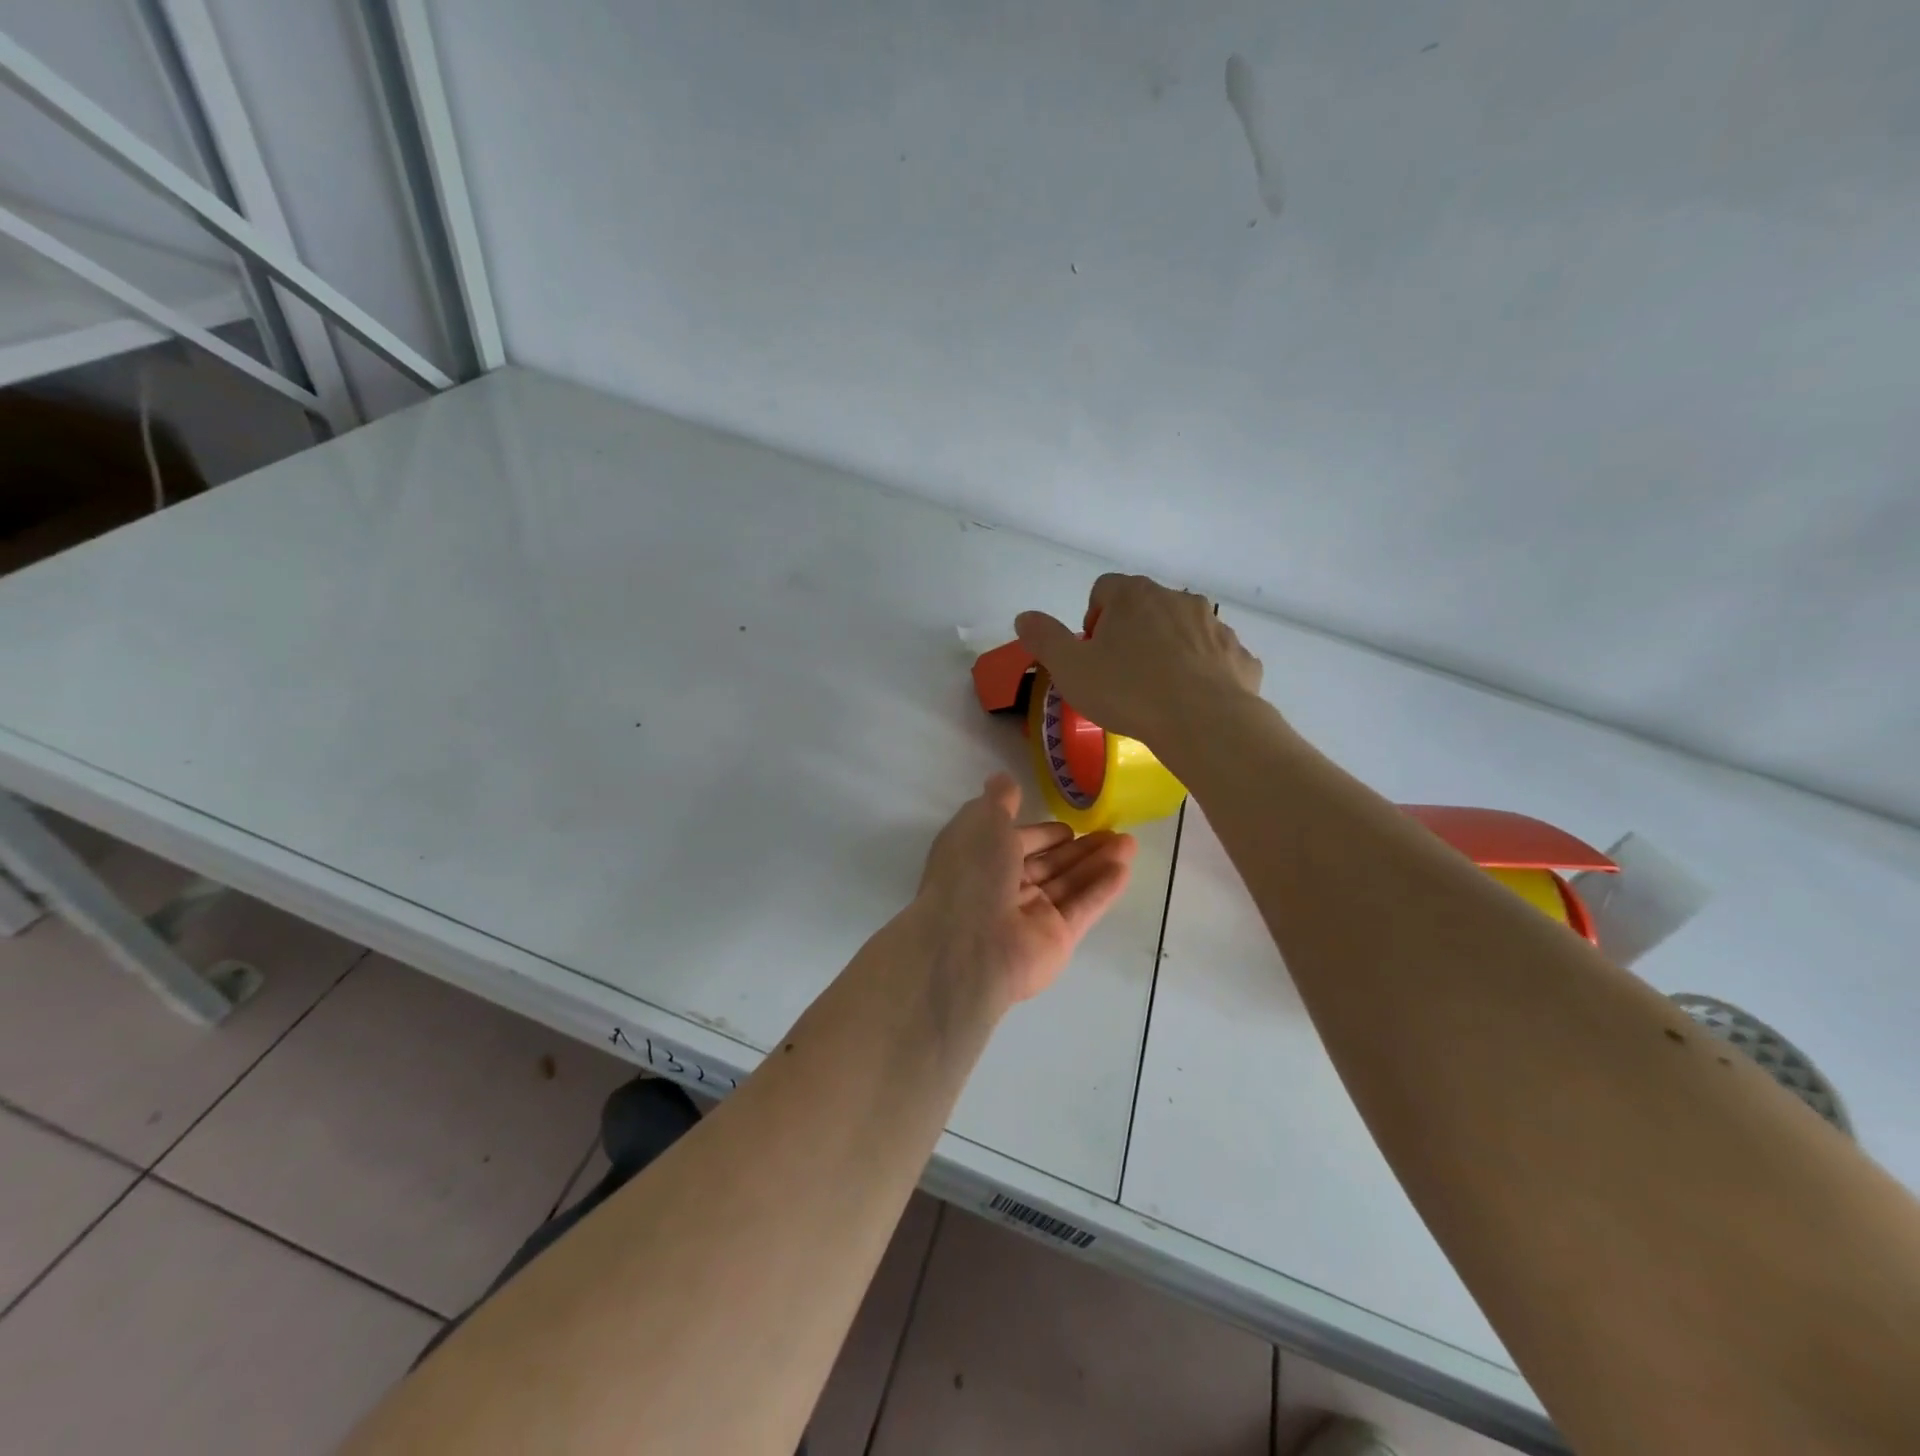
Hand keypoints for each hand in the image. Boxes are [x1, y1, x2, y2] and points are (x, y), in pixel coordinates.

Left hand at [913, 774, 1136, 1007]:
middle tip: (1113, 831)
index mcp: (980, 860)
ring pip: (1070, 883)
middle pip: (1049, 864)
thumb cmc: (972, 873)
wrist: (970, 945)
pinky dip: (1103, 887)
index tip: (1069, 825)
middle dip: (1079, 847)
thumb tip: (1003, 779)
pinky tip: (1125, 866)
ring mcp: (1031, 916)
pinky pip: (1083, 907)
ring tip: (1129, 842)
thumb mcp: (981, 821)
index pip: (1018, 843)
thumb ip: (999, 800)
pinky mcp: (1056, 939)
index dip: (1043, 833)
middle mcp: (1004, 888)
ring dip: (1098, 862)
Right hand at [1014, 573, 1262, 751]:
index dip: (1093, 618)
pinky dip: (1202, 673)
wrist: (1205, 723)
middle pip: (1146, 607)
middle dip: (1131, 633)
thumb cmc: (1128, 691)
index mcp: (1135, 596)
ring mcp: (1215, 627)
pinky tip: (1192, 702)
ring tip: (1156, 692)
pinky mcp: (1240, 657)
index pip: (1105, 588)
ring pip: (1184, 631)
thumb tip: (1024, 617)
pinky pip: (1215, 658)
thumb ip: (1044, 639)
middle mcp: (1179, 600)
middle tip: (1119, 675)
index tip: (1092, 653)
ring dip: (1168, 651)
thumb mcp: (1070, 669)